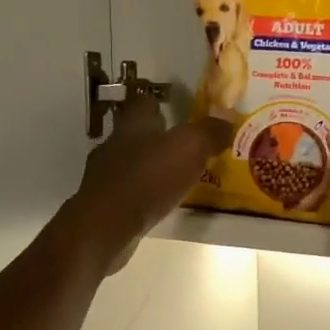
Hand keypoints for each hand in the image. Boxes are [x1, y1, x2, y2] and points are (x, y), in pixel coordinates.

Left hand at [64, 94, 231, 269]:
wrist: (106, 227)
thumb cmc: (148, 178)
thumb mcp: (190, 148)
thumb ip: (210, 131)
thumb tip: (227, 118)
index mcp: (133, 124)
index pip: (144, 102)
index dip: (161, 103)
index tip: (180, 111)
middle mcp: (114, 144)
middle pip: (137, 133)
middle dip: (159, 138)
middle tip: (186, 148)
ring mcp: (104, 175)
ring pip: (131, 163)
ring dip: (152, 168)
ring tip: (178, 178)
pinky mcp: (102, 203)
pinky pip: (128, 191)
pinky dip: (143, 194)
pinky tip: (159, 203)